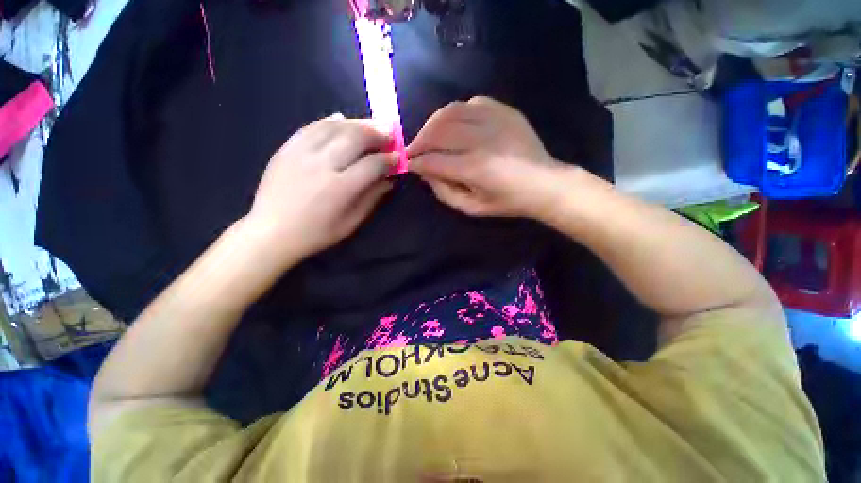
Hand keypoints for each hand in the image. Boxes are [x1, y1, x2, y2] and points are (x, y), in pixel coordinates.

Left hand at [245, 114, 394, 264]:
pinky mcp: (287, 148)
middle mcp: (321, 165)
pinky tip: (342, 119)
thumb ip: (372, 198)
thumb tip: (389, 179)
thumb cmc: (316, 233)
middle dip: (377, 133)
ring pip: (335, 126)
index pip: (372, 164)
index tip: (399, 157)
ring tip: (371, 125)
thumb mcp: (351, 223)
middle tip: (389, 133)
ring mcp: (301, 152)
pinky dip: (330, 120)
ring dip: (357, 122)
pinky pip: (312, 126)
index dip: (390, 158)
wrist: (271, 232)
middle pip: (355, 137)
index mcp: (340, 188)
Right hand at [407, 97, 570, 218]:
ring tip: (427, 135)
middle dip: (419, 141)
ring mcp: (495, 120)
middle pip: (438, 132)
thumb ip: (445, 192)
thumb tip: (426, 173)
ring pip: (450, 112)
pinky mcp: (504, 110)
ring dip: (432, 124)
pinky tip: (453, 125)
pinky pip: (470, 103)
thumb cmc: (508, 202)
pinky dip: (455, 113)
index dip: (416, 162)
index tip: (408, 164)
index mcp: (476, 169)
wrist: (545, 183)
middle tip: (413, 150)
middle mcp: (482, 140)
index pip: (434, 161)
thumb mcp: (473, 208)